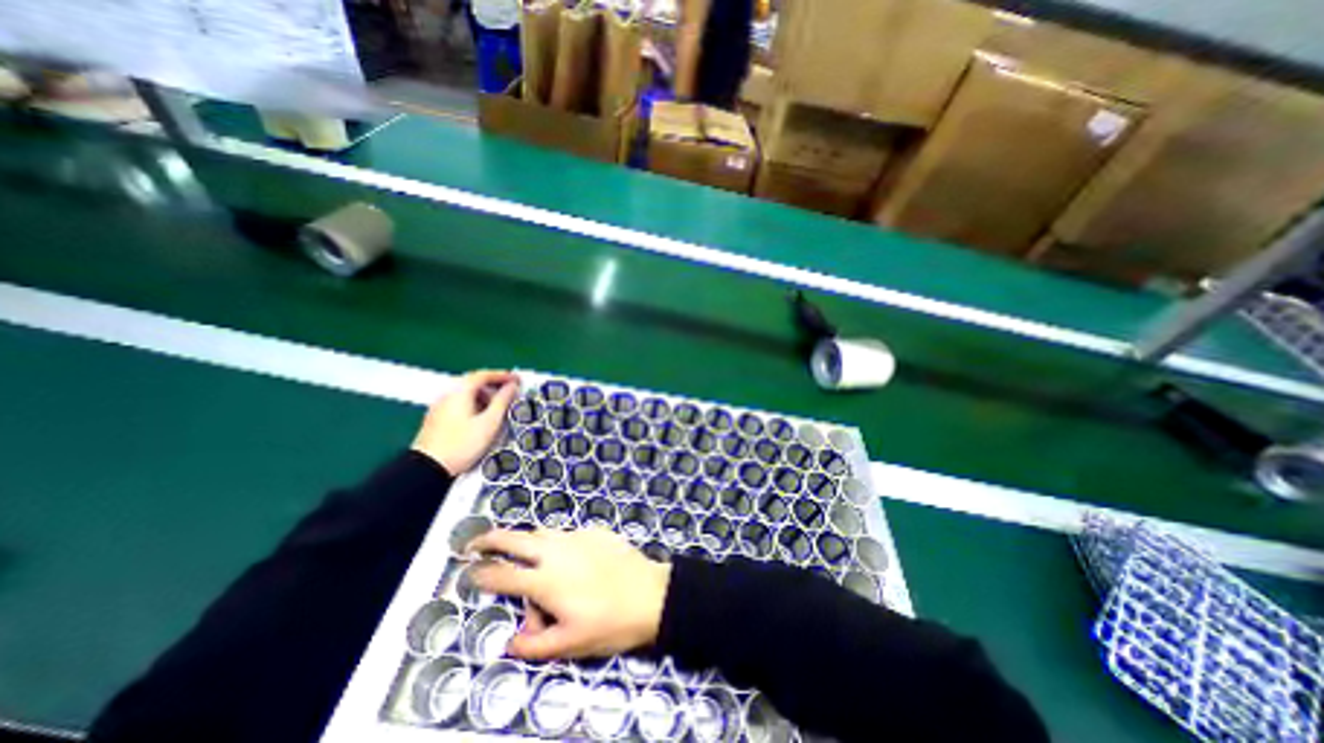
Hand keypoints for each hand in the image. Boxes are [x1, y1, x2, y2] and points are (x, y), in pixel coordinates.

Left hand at [412, 372, 519, 476]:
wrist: (427, 468)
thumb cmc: (462, 444)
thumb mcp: (489, 422)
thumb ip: (502, 401)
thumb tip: (512, 387)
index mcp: (460, 391)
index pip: (484, 375)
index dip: (503, 375)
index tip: (517, 379)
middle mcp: (448, 394)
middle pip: (473, 382)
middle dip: (494, 385)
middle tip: (510, 392)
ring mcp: (440, 406)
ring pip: (466, 393)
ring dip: (484, 395)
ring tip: (499, 407)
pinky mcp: (436, 417)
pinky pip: (459, 402)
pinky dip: (474, 403)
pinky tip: (482, 417)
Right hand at [464, 527, 672, 660]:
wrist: (651, 594)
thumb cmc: (609, 623)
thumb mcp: (569, 644)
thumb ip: (534, 644)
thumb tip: (512, 641)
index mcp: (546, 580)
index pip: (502, 575)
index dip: (480, 574)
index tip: (468, 571)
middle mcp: (557, 551)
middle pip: (516, 538)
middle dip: (491, 539)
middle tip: (476, 543)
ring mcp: (578, 536)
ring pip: (543, 532)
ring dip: (527, 541)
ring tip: (526, 555)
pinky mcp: (595, 531)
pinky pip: (568, 535)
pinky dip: (558, 544)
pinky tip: (570, 560)